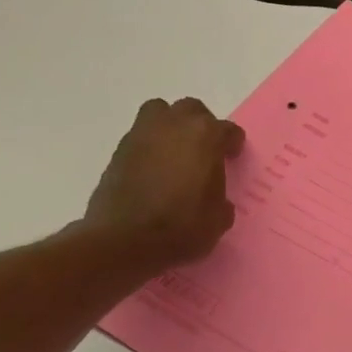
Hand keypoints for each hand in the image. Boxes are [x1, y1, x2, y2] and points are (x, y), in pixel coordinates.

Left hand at [84, 98, 245, 270]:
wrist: (124, 241)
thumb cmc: (182, 227)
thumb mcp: (218, 219)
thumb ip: (221, 199)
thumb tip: (214, 199)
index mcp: (206, 136)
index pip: (227, 130)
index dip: (232, 144)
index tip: (232, 157)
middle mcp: (174, 125)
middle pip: (191, 110)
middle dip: (200, 126)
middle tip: (204, 150)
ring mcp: (142, 135)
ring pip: (160, 113)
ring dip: (170, 126)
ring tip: (175, 153)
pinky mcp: (119, 151)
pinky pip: (141, 136)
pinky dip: (150, 147)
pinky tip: (154, 171)